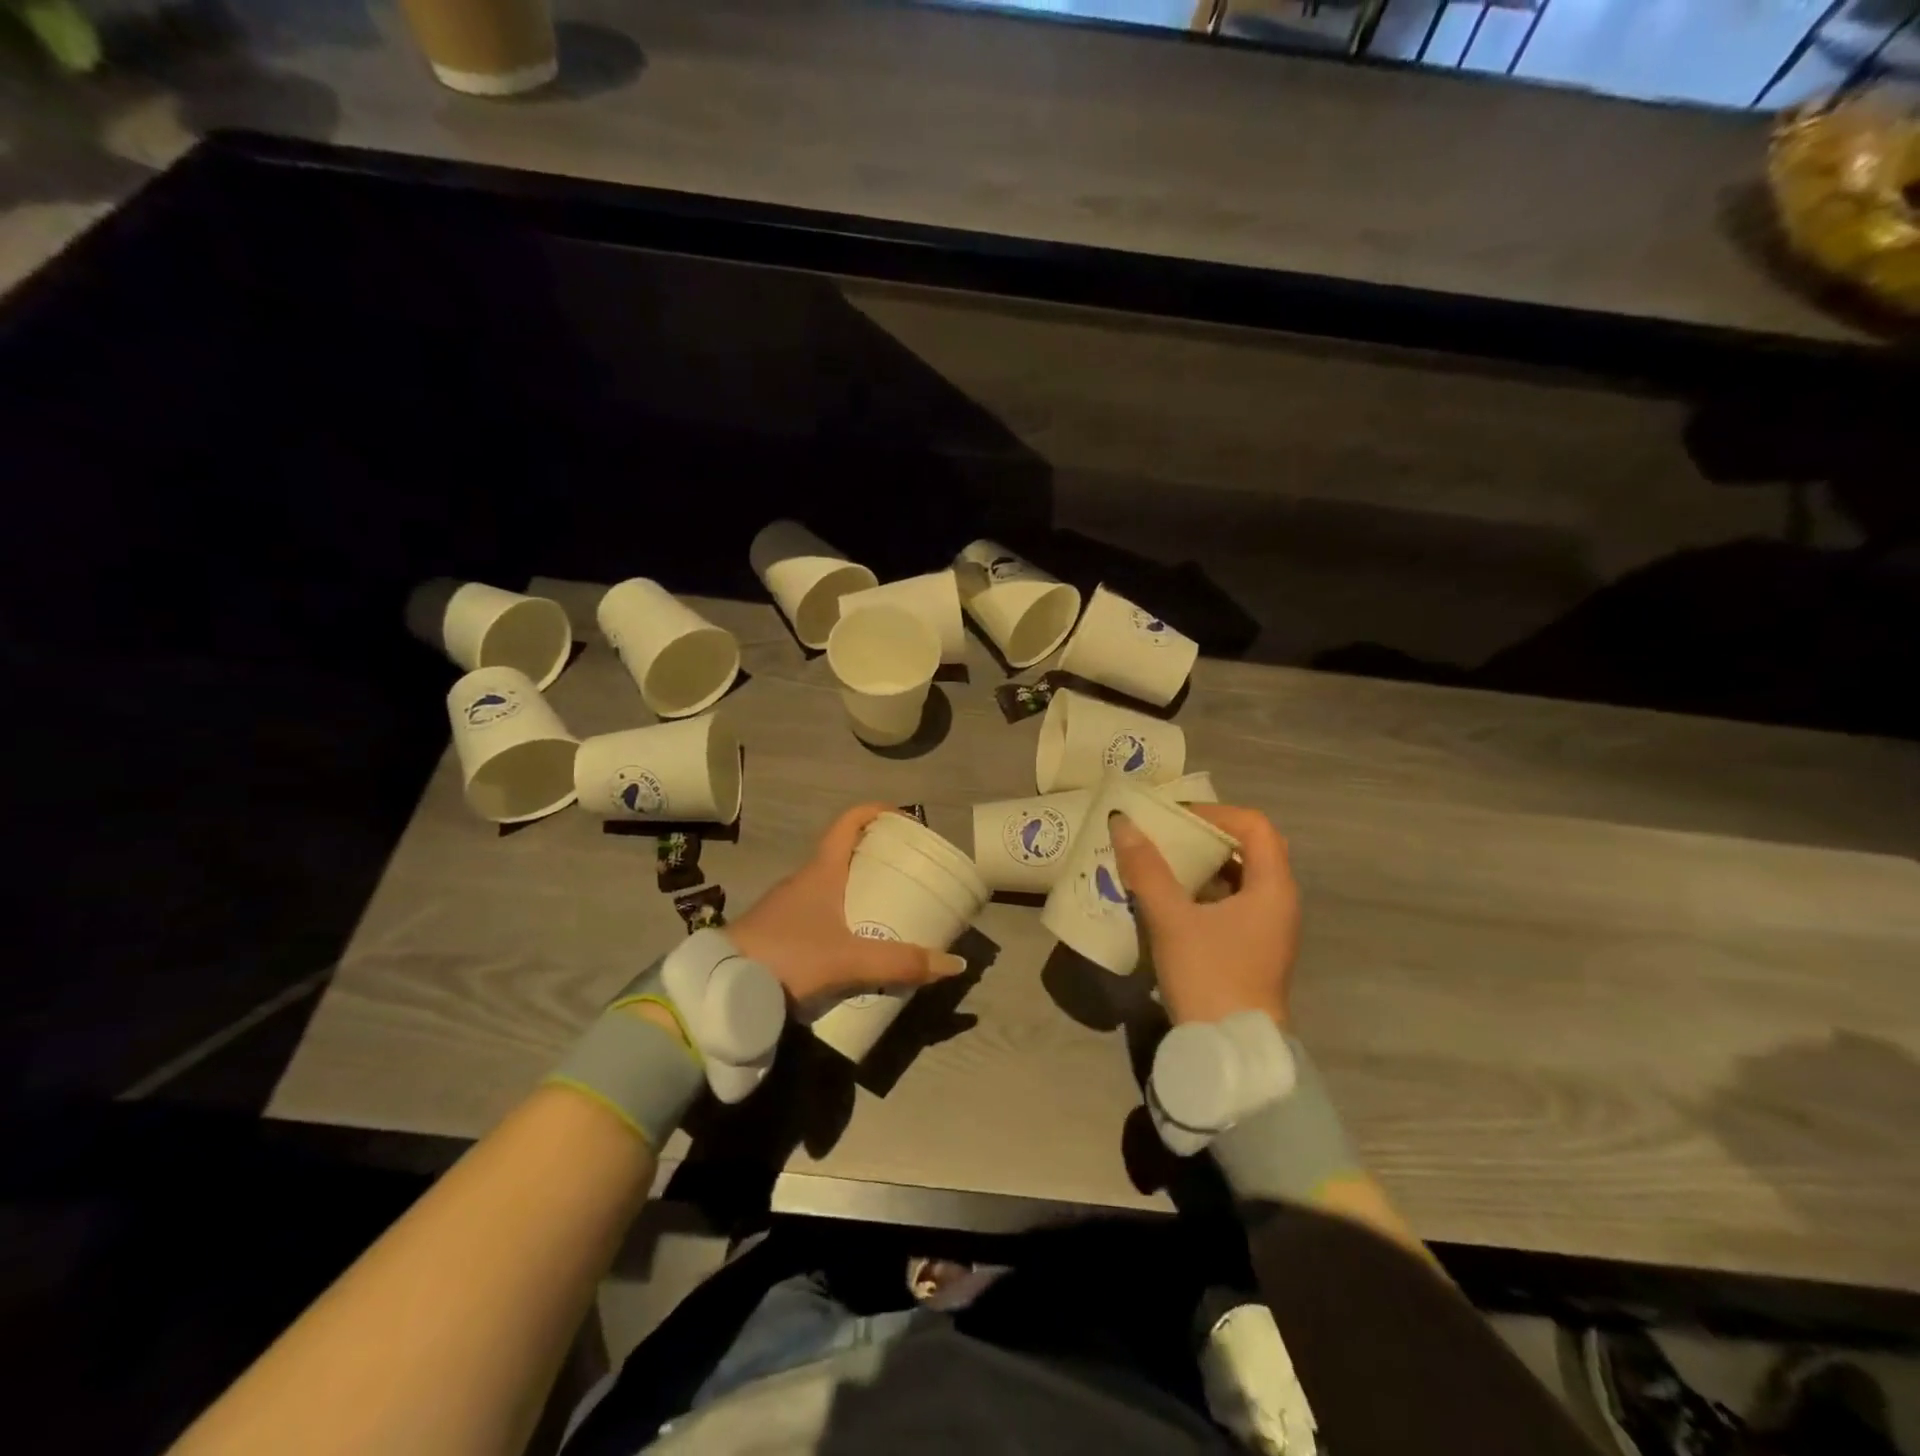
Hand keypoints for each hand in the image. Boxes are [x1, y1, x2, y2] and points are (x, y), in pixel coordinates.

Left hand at [728, 803, 968, 1003]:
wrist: (719, 987)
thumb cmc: (788, 956)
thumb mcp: (850, 960)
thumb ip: (900, 963)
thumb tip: (955, 965)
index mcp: (821, 871)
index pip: (849, 822)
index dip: (877, 812)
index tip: (905, 821)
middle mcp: (804, 880)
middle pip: (845, 854)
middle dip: (876, 859)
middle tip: (907, 875)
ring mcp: (786, 906)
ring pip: (830, 886)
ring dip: (857, 891)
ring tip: (888, 911)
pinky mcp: (776, 931)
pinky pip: (817, 912)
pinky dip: (840, 917)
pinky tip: (853, 946)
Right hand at [1109, 804, 1298, 1028]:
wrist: (1230, 1052)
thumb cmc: (1209, 976)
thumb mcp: (1172, 919)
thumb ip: (1147, 869)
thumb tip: (1123, 821)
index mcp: (1272, 888)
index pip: (1253, 826)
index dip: (1214, 813)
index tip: (1174, 818)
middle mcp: (1277, 902)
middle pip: (1248, 849)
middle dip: (1205, 837)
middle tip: (1164, 835)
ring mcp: (1266, 929)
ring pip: (1237, 878)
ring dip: (1200, 865)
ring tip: (1158, 862)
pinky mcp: (1250, 949)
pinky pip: (1229, 904)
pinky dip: (1201, 892)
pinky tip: (1166, 899)